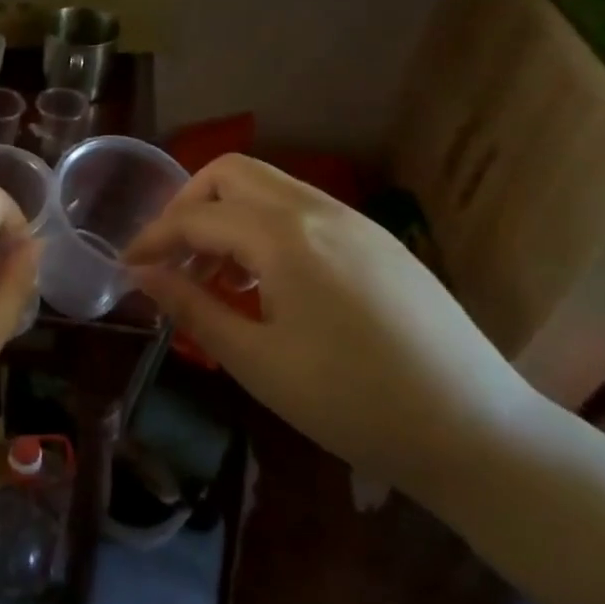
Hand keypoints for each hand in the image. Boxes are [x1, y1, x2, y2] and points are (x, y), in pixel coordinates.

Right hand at [125, 154, 542, 495]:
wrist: (476, 430)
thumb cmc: (352, 402)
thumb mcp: (256, 361)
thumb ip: (192, 307)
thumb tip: (142, 276)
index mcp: (284, 236)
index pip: (196, 217)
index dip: (153, 239)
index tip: (128, 268)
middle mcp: (318, 209)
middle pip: (231, 173)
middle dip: (188, 206)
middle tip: (170, 257)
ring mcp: (355, 220)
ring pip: (269, 186)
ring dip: (228, 214)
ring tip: (215, 275)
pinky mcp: (378, 240)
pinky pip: (303, 209)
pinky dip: (265, 226)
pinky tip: (267, 281)